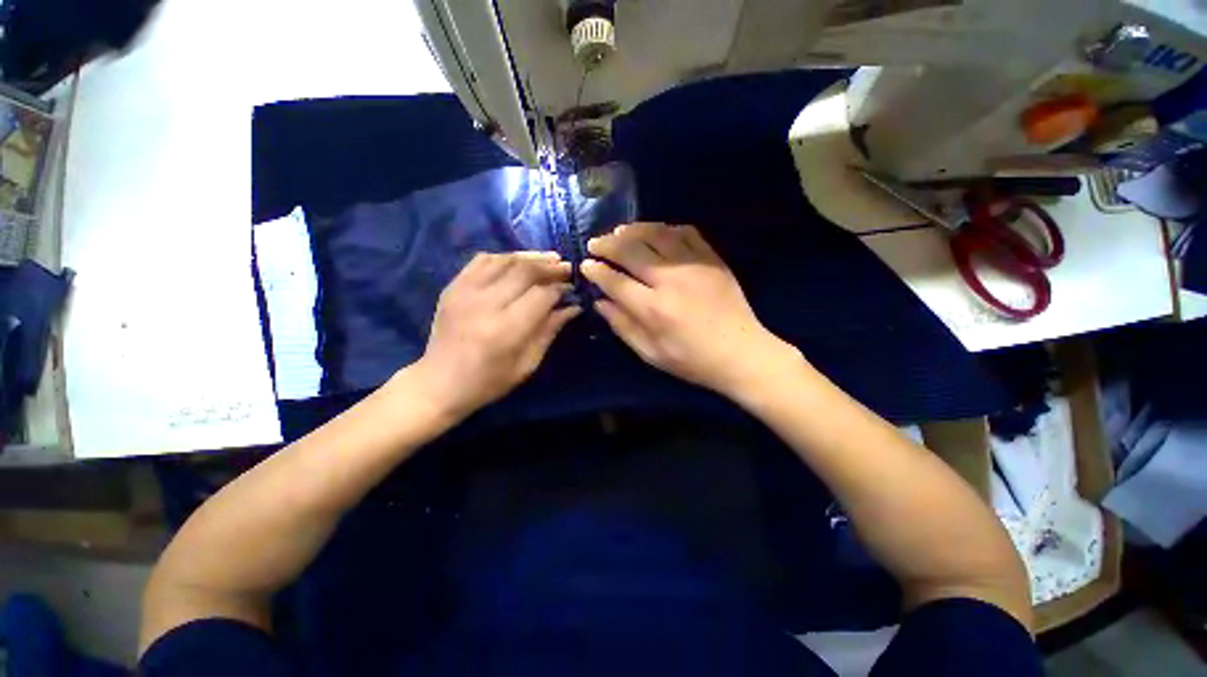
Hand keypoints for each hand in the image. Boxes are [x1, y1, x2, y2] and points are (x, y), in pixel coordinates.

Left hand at [413, 252, 580, 418]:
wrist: (439, 382)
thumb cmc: (489, 381)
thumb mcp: (528, 364)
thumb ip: (550, 331)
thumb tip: (573, 307)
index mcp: (505, 329)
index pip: (541, 295)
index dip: (560, 289)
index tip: (571, 289)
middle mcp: (485, 304)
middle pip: (525, 271)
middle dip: (550, 268)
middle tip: (566, 269)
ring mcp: (465, 291)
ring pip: (505, 260)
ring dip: (531, 257)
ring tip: (549, 260)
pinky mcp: (453, 286)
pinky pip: (483, 260)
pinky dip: (505, 257)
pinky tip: (518, 262)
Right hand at [582, 223, 800, 396]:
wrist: (740, 353)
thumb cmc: (691, 360)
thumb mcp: (650, 353)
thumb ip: (622, 326)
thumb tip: (600, 302)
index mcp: (653, 309)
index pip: (615, 281)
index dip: (596, 271)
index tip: (586, 265)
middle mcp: (670, 281)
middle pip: (630, 251)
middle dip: (606, 244)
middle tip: (595, 244)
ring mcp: (693, 265)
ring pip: (656, 234)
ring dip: (632, 230)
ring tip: (619, 232)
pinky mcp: (712, 259)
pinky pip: (686, 232)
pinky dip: (666, 229)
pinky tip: (656, 233)